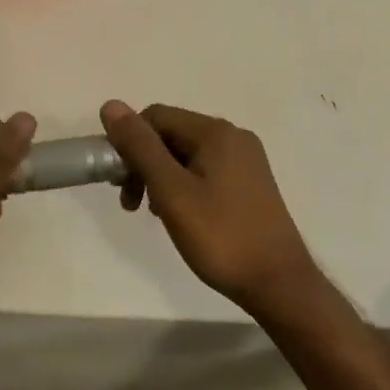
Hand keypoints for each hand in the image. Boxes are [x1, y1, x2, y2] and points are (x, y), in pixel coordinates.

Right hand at [100, 100, 317, 313]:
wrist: (278, 283)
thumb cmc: (220, 236)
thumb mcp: (171, 191)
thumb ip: (140, 147)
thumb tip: (111, 105)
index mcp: (215, 132)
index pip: (155, 116)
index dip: (128, 142)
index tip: (118, 182)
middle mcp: (233, 137)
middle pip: (171, 134)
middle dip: (143, 162)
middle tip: (131, 203)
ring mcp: (245, 160)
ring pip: (186, 154)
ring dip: (160, 176)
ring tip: (155, 213)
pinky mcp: (250, 183)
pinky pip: (204, 170)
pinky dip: (183, 185)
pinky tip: (179, 214)